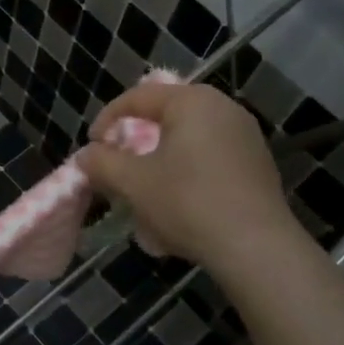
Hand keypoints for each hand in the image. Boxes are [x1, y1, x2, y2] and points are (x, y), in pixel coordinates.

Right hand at [75, 82, 302, 276]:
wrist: (255, 247)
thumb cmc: (187, 203)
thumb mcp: (132, 182)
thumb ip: (101, 163)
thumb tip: (86, 156)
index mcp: (192, 102)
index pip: (138, 97)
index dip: (107, 119)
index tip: (92, 148)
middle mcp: (223, 109)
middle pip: (165, 117)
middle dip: (135, 142)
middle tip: (117, 165)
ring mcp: (246, 137)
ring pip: (187, 141)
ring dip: (159, 162)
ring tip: (144, 190)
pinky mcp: (257, 166)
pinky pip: (209, 160)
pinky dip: (186, 175)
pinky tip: (176, 207)